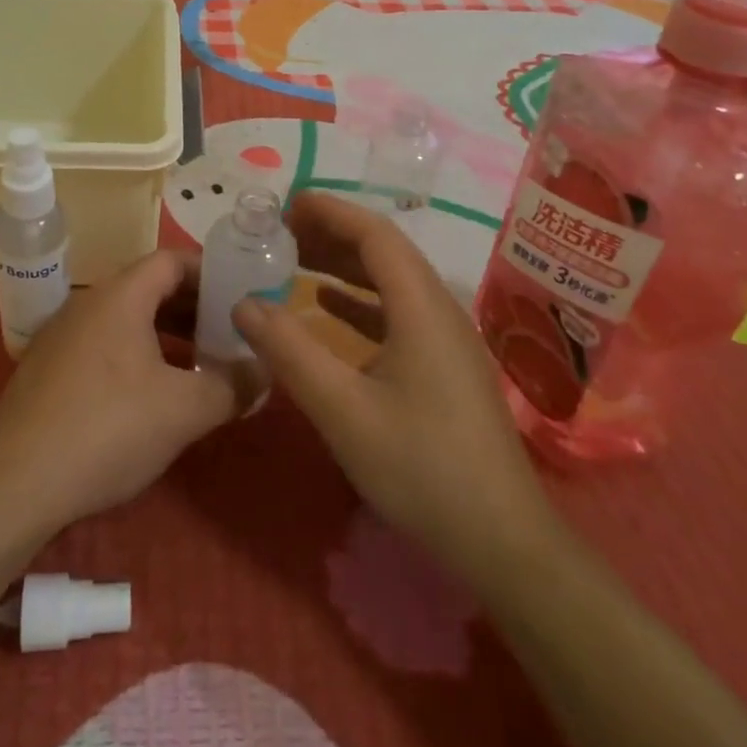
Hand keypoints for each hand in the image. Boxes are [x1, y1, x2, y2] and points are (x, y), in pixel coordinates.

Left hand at [0, 249, 236, 534]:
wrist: (16, 483)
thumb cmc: (108, 429)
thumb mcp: (184, 411)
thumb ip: (231, 386)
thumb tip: (263, 371)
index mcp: (120, 296)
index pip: (171, 261)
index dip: (209, 272)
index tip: (239, 296)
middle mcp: (87, 303)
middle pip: (148, 288)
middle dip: (192, 308)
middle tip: (226, 334)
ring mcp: (61, 335)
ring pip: (125, 319)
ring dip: (164, 335)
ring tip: (196, 365)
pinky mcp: (46, 369)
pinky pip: (102, 344)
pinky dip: (134, 355)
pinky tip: (149, 395)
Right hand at [234, 192, 557, 576]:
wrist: (503, 541)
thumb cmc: (423, 468)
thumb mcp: (343, 410)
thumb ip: (290, 352)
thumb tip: (244, 303)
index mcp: (421, 307)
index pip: (374, 234)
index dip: (330, 211)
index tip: (286, 204)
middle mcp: (438, 309)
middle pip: (384, 251)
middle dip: (331, 233)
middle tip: (279, 231)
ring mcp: (446, 338)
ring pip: (391, 280)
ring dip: (344, 263)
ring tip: (294, 258)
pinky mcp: (445, 365)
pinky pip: (398, 310)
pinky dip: (359, 299)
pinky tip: (328, 306)